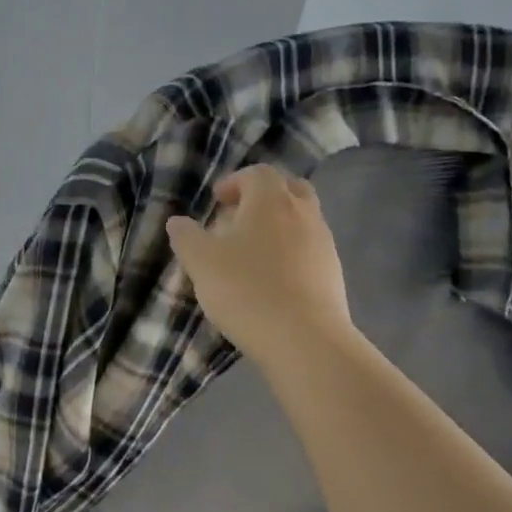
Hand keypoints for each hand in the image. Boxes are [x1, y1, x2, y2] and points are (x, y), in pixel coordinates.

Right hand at [166, 165, 352, 367]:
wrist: (303, 338)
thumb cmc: (245, 290)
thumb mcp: (201, 262)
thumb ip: (186, 237)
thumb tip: (177, 222)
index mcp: (270, 200)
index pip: (257, 174)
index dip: (235, 182)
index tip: (216, 201)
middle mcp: (303, 212)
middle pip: (288, 189)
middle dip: (262, 198)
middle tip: (238, 219)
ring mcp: (323, 242)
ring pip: (301, 219)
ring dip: (277, 226)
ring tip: (251, 254)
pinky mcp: (333, 272)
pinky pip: (309, 248)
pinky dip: (290, 252)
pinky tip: (271, 279)